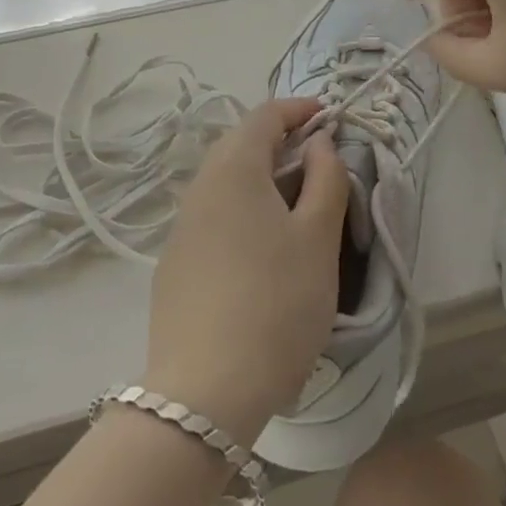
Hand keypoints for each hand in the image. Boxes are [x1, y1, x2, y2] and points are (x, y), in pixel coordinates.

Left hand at [143, 99, 347, 443]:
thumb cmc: (275, 304)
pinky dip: (244, 211)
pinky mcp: (175, 265)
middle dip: (282, 143)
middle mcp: (200, 187)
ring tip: (298, 206)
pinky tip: (263, 250)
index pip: (265, 115)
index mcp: (234, 169)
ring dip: (263, 180)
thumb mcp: (318, 238)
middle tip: (320, 161)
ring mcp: (182, 228)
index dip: (299, 109)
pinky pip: (214, 217)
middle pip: (241, 145)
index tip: (329, 116)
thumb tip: (320, 145)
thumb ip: (326, 179)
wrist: (204, 395)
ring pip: (226, 183)